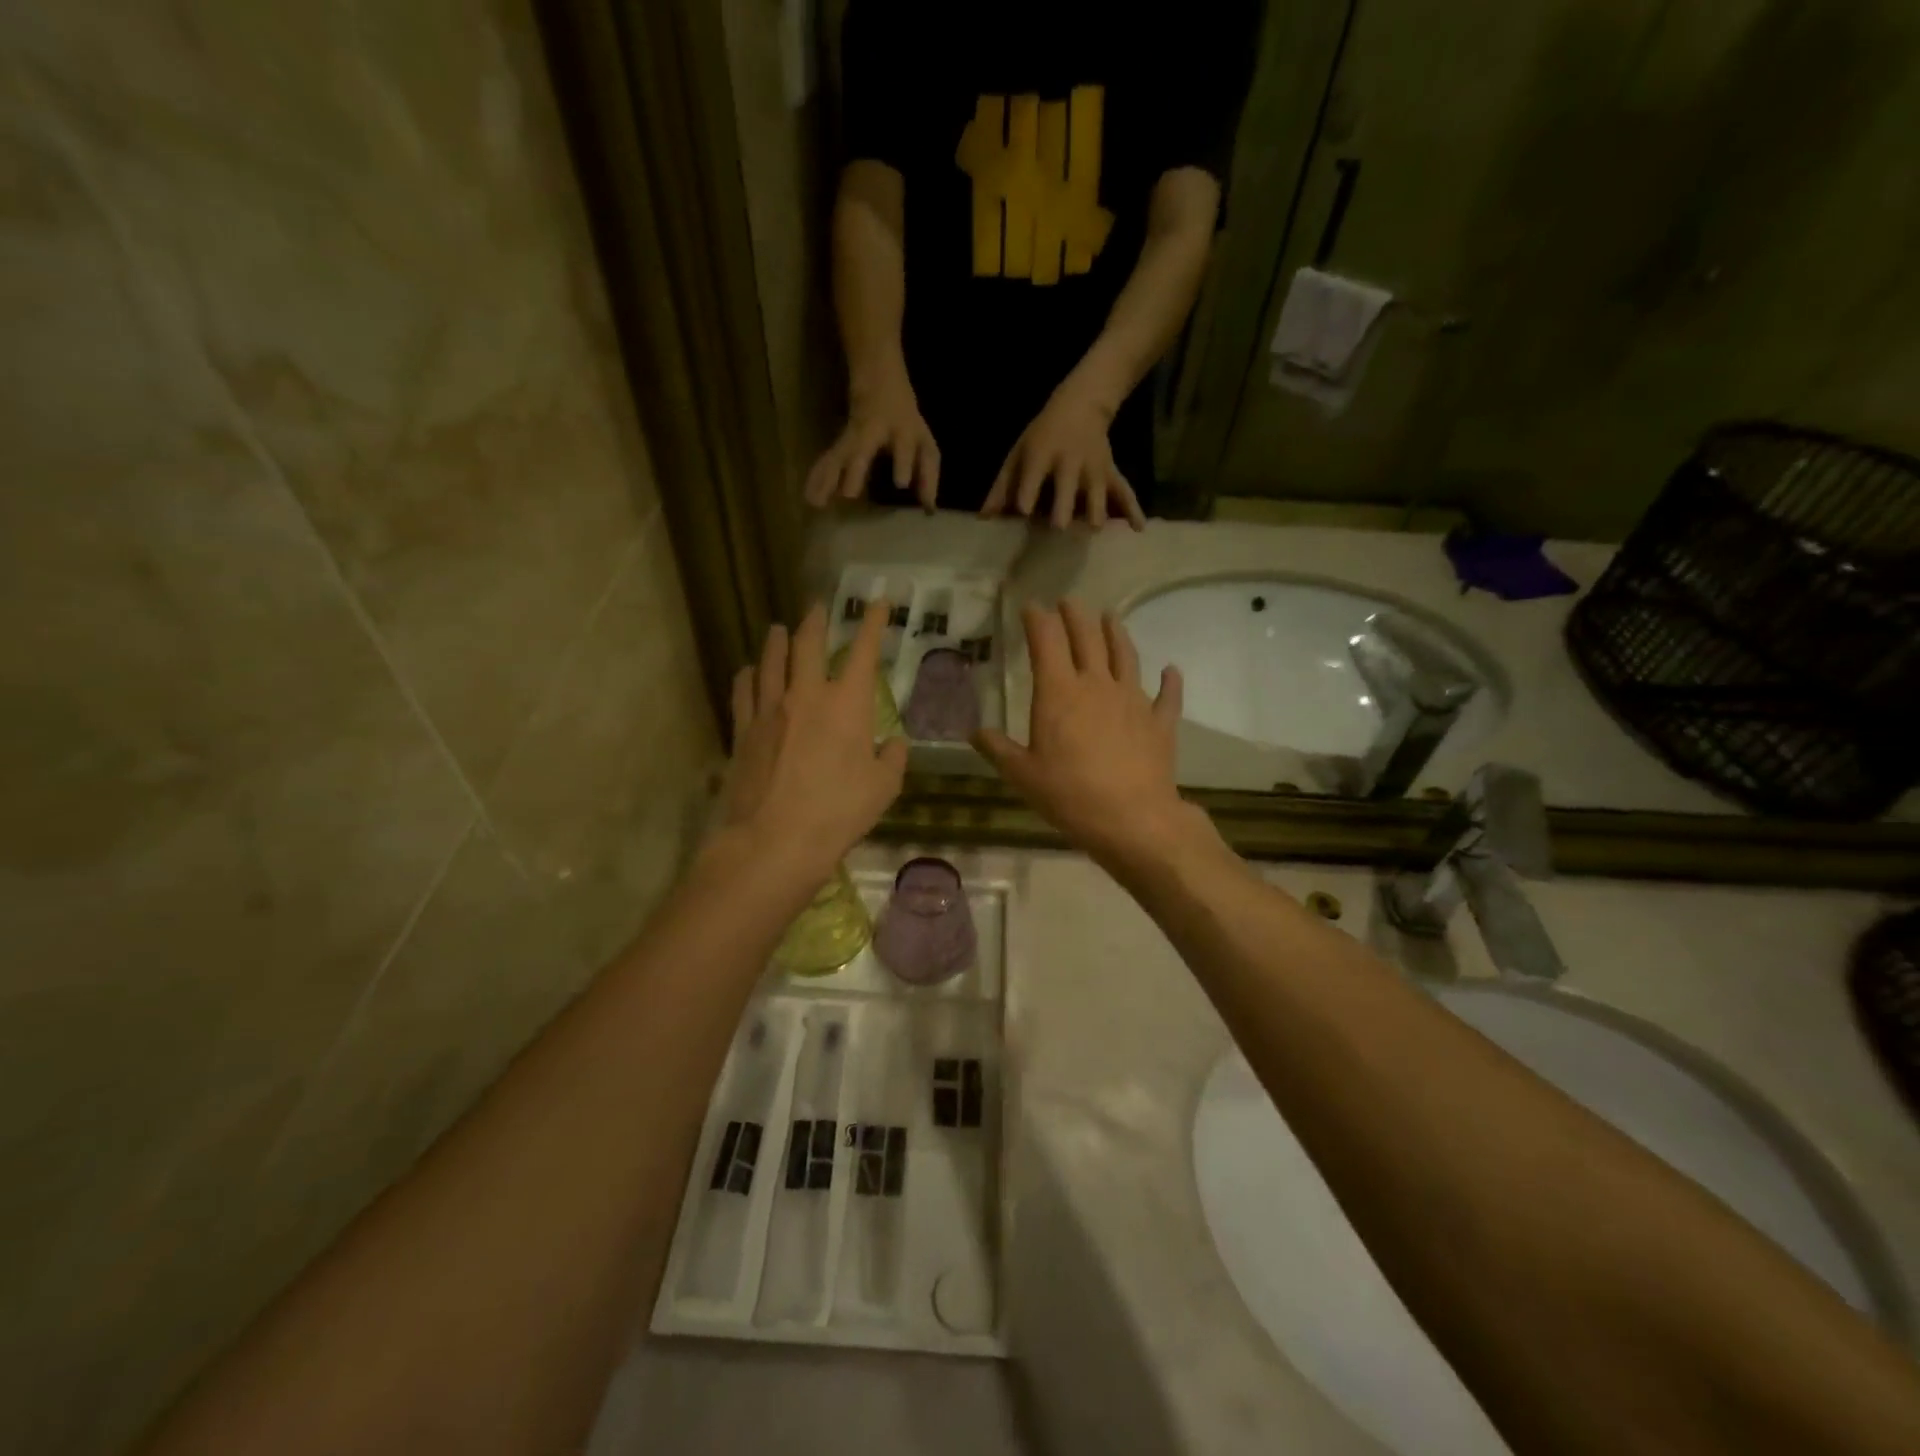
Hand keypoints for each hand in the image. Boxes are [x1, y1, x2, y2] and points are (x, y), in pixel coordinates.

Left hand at [716, 600, 909, 886]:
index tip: (878, 602)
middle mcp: (806, 695)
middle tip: (818, 606)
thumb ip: (892, 759)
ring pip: (771, 660)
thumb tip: (893, 743)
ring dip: (778, 640)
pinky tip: (747, 671)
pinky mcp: (743, 730)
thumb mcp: (883, 789)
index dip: (873, 623)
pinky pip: (743, 691)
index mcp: (847, 704)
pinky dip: (747, 675)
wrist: (774, 840)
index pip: (863, 651)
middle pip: (808, 643)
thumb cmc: (838, 813)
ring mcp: (769, 710)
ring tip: (779, 628)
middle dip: (816, 620)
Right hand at [803, 375, 939, 510]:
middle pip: (861, 450)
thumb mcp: (925, 444)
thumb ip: (928, 476)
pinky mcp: (839, 442)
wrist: (879, 380)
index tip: (901, 484)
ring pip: (838, 456)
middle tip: (848, 495)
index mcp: (900, 431)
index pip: (902, 446)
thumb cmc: (907, 422)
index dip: (902, 462)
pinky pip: (827, 461)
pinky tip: (808, 496)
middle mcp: (873, 433)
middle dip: (854, 471)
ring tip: (816, 502)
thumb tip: (928, 509)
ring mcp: (852, 436)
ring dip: (826, 479)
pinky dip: (817, 477)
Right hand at [974, 600, 1195, 864]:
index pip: (1046, 641)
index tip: (1031, 606)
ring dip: (1116, 632)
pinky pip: (1167, 695)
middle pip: (1087, 638)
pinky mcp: (1160, 721)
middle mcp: (1097, 684)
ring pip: (1125, 655)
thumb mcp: (1022, 775)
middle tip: (1068, 602)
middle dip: (1075, 615)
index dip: (1037, 619)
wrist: (1132, 818)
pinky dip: (1170, 681)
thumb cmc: (1069, 794)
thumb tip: (975, 732)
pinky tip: (1171, 670)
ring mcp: (1133, 700)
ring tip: (1110, 617)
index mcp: (1059, 692)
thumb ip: (998, 748)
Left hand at [980, 384, 1145, 530]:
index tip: (1023, 512)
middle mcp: (1069, 463)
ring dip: (1095, 515)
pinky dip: (1133, 510)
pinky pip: (1124, 492)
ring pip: (1097, 495)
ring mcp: (1093, 470)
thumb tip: (984, 519)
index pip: (1033, 475)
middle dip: (1063, 509)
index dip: (1027, 493)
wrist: (1081, 404)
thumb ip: (1001, 487)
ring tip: (1090, 533)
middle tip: (1058, 529)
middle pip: (1067, 489)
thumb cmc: (1042, 435)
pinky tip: (1138, 529)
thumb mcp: (1017, 453)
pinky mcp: (1111, 474)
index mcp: (1042, 455)